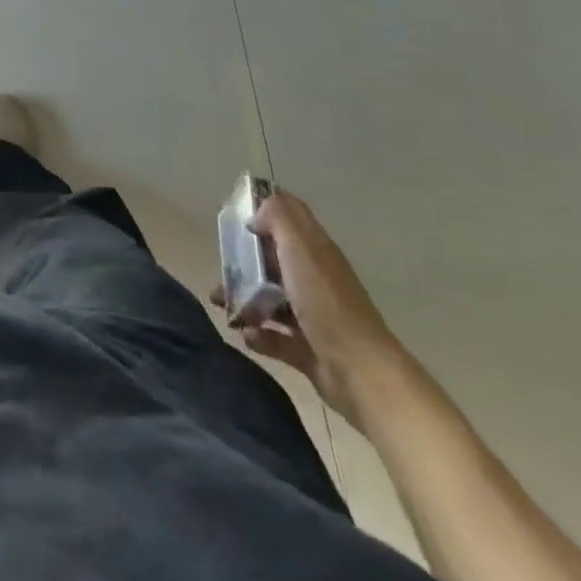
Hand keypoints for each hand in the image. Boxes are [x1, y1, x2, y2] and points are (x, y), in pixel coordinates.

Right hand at [211, 188, 403, 423]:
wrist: (360, 372)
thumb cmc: (325, 302)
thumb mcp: (299, 247)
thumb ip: (278, 217)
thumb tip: (258, 213)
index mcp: (314, 249)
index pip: (290, 214)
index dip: (263, 207)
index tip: (234, 213)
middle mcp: (313, 277)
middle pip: (272, 258)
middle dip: (243, 260)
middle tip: (222, 266)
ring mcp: (311, 314)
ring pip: (268, 297)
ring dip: (242, 298)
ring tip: (221, 303)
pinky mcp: (307, 348)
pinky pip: (274, 336)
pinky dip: (258, 334)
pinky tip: (248, 335)